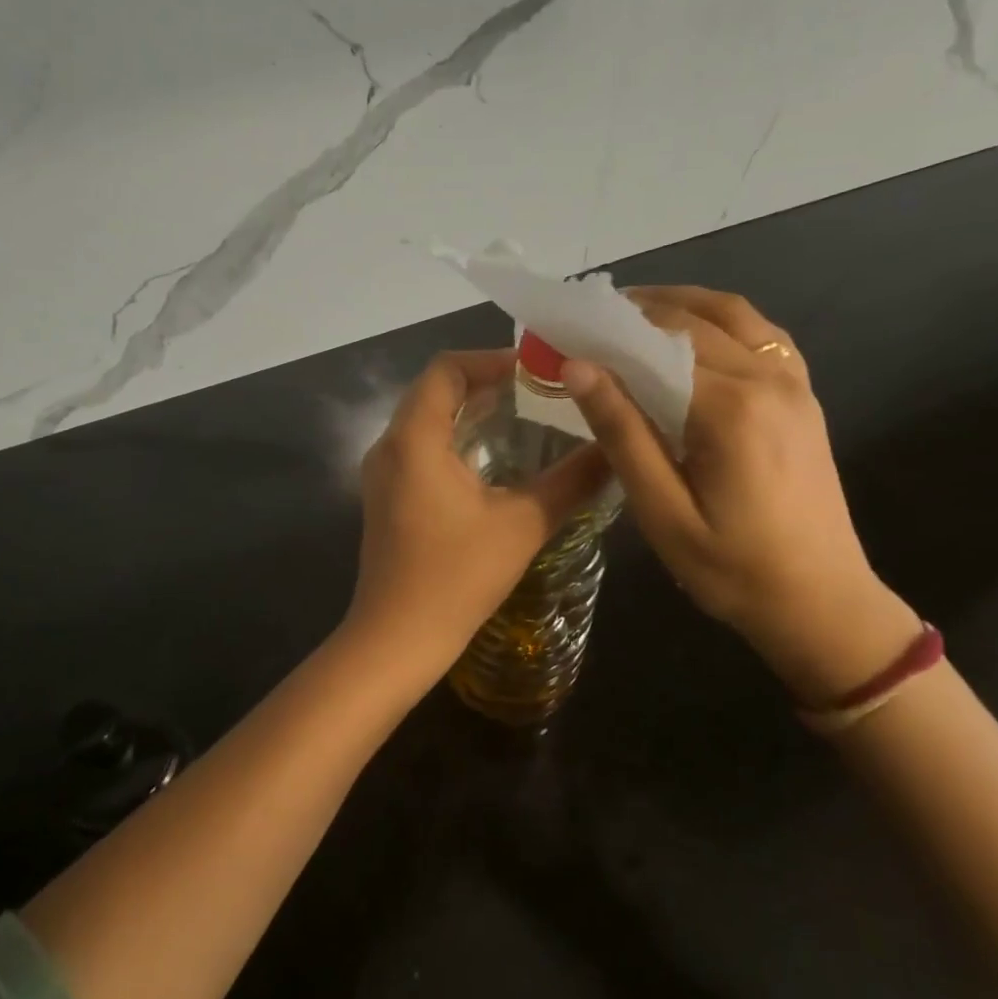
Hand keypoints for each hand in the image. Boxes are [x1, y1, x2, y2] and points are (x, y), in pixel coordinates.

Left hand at [347, 350, 609, 682]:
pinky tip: (495, 460)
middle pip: (434, 390)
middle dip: (485, 383)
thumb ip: (571, 480)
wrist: (396, 639)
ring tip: (526, 418)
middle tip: (539, 391)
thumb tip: (615, 448)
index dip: (491, 360)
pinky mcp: (386, 496)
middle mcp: (389, 445)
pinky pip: (420, 447)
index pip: (446, 369)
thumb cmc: (456, 577)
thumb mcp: (522, 524)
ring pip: (426, 419)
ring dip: (470, 412)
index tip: (536, 370)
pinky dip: (455, 439)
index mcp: (414, 438)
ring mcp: (383, 473)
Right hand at [563, 287, 918, 703]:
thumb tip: (578, 367)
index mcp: (730, 408)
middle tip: (586, 322)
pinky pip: (761, 334)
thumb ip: (622, 433)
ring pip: (732, 315)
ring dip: (679, 304)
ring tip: (630, 313)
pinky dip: (720, 320)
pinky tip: (692, 335)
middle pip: (692, 320)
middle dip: (635, 311)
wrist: (823, 604)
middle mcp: (768, 379)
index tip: (564, 328)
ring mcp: (794, 384)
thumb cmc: (732, 569)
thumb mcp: (662, 512)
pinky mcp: (804, 396)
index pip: (656, 343)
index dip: (606, 329)